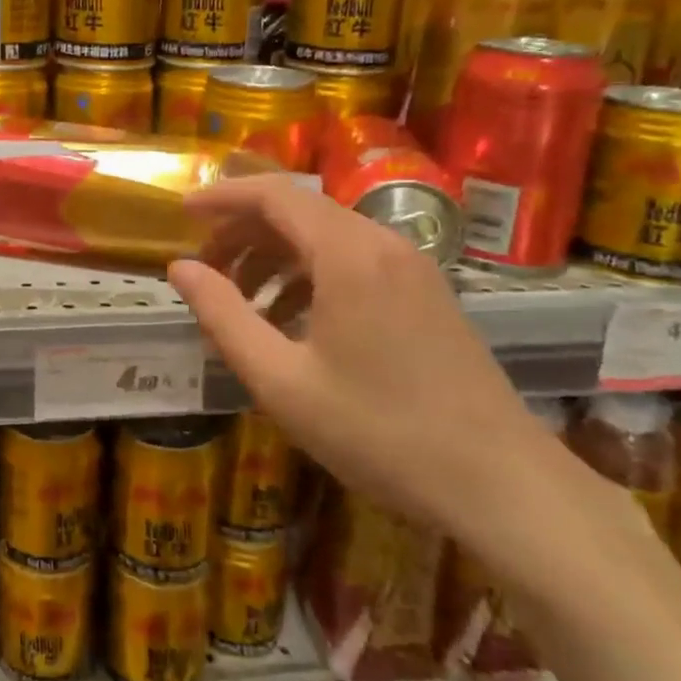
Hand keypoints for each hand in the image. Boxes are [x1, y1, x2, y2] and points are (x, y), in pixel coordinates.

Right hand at [167, 175, 572, 543]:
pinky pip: (354, 262)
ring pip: (326, 237)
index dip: (223, 196)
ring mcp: (412, 268)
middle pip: (298, 211)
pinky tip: (291, 322)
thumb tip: (179, 269)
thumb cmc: (380, 432)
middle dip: (243, 232)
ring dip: (274, 257)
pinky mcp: (426, 294)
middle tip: (205, 270)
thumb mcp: (281, 380)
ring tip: (240, 302)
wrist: (502, 485)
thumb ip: (223, 317)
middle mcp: (383, 244)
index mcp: (348, 253)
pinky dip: (310, 276)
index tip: (182, 211)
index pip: (274, 195)